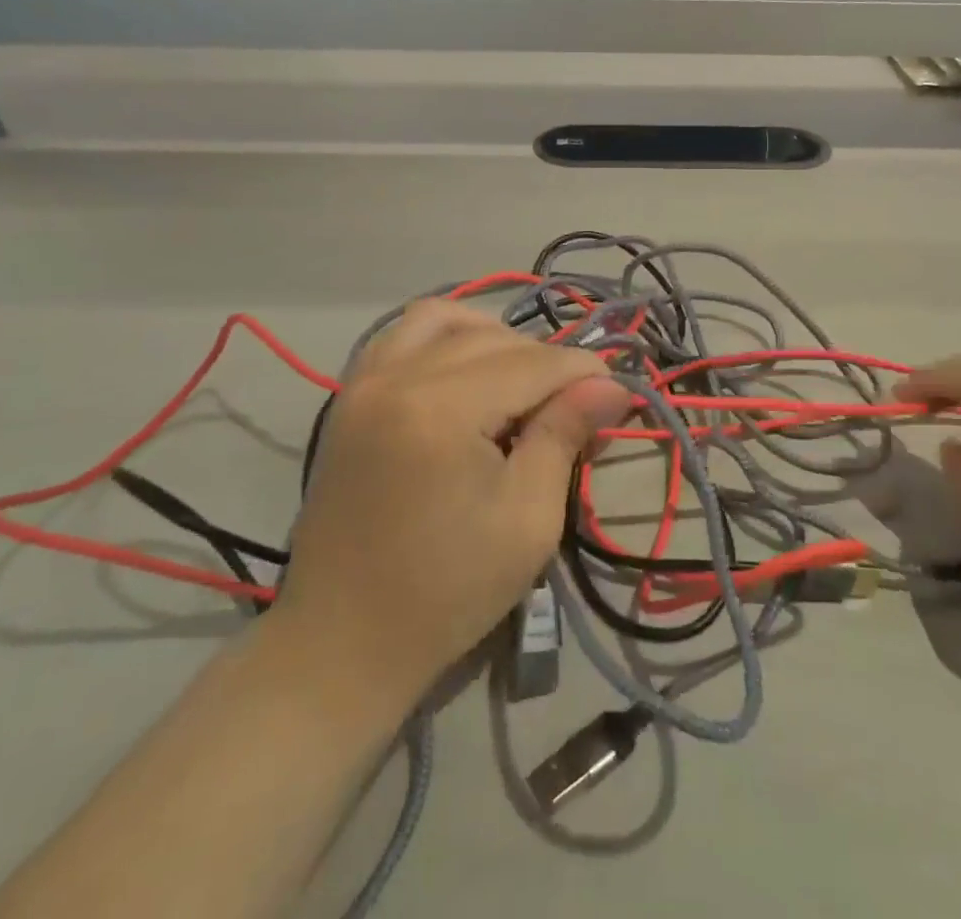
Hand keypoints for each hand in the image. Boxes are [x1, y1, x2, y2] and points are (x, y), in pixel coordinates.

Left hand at [270, 301, 628, 700]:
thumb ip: (565, 435)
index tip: (618, 392)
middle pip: (494, 338)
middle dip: (546, 362)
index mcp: (442, 409)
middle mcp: (398, 376)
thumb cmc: (447, 591)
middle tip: (576, 405)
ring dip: (494, 336)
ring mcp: (365, 381)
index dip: (583, 372)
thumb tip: (611, 384)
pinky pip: (402, 334)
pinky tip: (467, 367)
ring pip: (446, 319)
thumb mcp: (528, 519)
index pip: (533, 363)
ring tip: (521, 379)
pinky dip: (444, 336)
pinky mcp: (350, 395)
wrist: (342, 642)